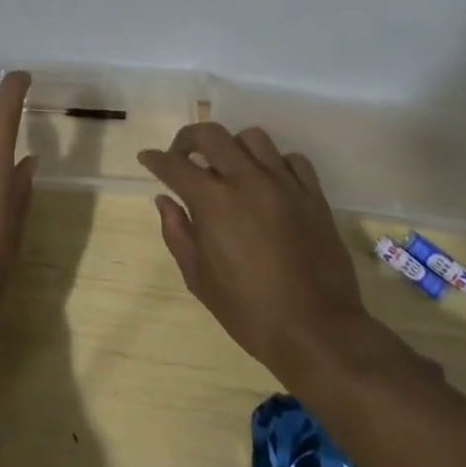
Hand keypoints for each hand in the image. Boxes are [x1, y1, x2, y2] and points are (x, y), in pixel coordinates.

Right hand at [140, 123, 381, 387]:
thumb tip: (165, 201)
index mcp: (215, 202)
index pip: (175, 166)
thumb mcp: (199, 279)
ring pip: (253, 138)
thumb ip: (177, 233)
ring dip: (233, 147)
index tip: (147, 159)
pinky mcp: (314, 195)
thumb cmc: (250, 312)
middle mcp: (248, 181)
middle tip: (182, 156)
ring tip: (229, 168)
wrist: (318, 333)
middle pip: (212, 134)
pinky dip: (275, 162)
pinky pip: (292, 159)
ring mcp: (284, 184)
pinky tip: (268, 181)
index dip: (155, 159)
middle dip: (188, 138)